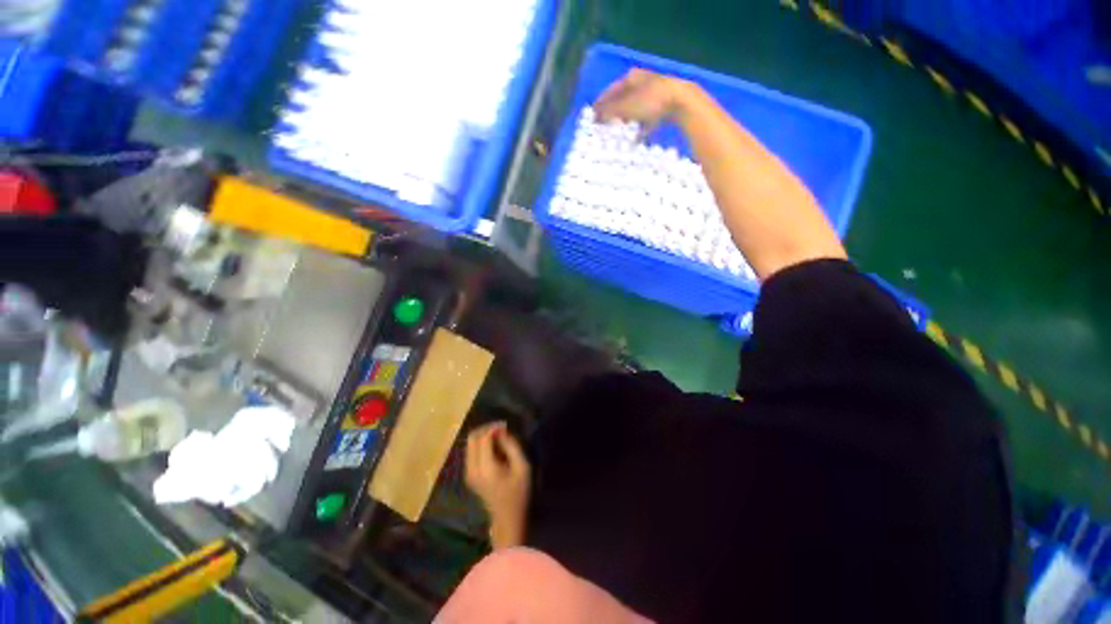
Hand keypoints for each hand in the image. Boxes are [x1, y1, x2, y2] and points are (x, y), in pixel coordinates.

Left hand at [465, 422, 530, 547]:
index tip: (505, 425)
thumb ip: (512, 446)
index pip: (483, 438)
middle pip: (472, 438)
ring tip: (499, 438)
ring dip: (483, 436)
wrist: (507, 519)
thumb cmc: (518, 493)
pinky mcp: (469, 475)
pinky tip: (494, 448)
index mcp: (486, 468)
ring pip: (470, 443)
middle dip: (486, 429)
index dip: (493, 428)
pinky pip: (471, 452)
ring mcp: (468, 473)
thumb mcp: (522, 467)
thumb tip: (502, 431)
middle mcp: (472, 469)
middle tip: (501, 429)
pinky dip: (481, 445)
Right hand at [594, 68, 692, 132]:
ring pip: (635, 109)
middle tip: (604, 125)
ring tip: (618, 132)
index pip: (610, 91)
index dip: (601, 104)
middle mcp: (641, 82)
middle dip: (613, 113)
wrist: (680, 102)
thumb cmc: (649, 101)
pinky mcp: (663, 106)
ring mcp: (654, 94)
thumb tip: (595, 115)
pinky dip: (640, 127)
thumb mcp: (625, 107)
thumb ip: (609, 111)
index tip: (592, 116)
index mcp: (631, 78)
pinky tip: (636, 139)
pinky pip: (647, 118)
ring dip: (626, 120)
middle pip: (623, 99)